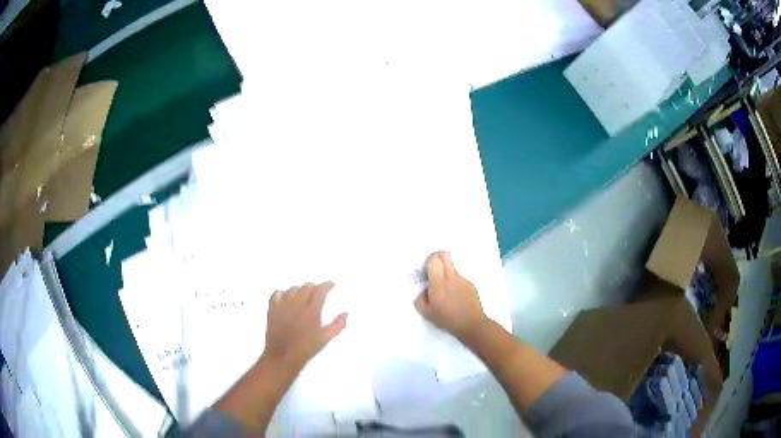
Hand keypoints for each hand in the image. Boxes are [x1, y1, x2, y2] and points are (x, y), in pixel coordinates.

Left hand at [263, 281, 346, 371]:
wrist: (282, 356)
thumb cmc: (306, 349)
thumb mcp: (325, 339)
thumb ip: (337, 325)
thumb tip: (346, 314)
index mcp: (311, 311)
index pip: (320, 290)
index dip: (327, 285)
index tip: (331, 285)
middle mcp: (297, 304)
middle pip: (307, 286)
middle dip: (314, 287)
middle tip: (318, 292)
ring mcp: (283, 305)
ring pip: (293, 289)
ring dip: (300, 291)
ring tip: (303, 296)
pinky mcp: (272, 309)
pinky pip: (277, 293)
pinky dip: (283, 294)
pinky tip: (286, 299)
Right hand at [414, 252, 487, 341]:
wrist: (471, 325)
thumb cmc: (447, 320)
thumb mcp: (426, 314)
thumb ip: (420, 299)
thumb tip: (423, 290)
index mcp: (439, 284)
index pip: (434, 260)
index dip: (428, 262)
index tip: (427, 272)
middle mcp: (451, 278)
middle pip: (445, 255)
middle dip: (438, 258)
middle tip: (434, 270)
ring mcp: (463, 280)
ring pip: (452, 268)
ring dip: (446, 273)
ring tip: (446, 291)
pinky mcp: (470, 284)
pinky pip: (459, 278)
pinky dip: (455, 283)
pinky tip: (455, 297)